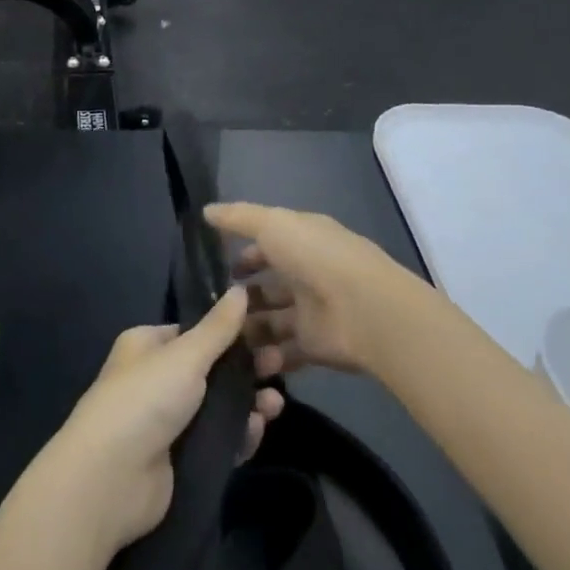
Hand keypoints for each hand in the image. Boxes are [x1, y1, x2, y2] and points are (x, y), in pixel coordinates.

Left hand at [36, 287, 283, 555]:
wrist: (112, 477)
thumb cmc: (145, 399)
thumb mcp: (185, 355)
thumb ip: (218, 328)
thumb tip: (240, 288)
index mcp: (148, 346)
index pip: (194, 332)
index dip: (229, 332)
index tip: (266, 332)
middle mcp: (156, 379)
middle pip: (211, 369)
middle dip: (246, 368)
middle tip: (280, 366)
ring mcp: (168, 422)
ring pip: (219, 406)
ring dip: (249, 402)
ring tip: (275, 404)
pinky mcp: (181, 460)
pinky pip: (219, 441)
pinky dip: (240, 435)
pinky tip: (259, 429)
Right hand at [206, 202, 411, 374]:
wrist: (364, 310)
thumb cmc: (315, 257)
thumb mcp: (272, 224)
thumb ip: (238, 218)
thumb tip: (206, 210)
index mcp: (302, 241)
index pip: (268, 246)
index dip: (244, 256)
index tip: (218, 268)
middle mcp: (308, 274)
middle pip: (268, 286)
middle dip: (242, 297)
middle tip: (212, 309)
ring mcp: (312, 312)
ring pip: (272, 320)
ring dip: (248, 328)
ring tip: (220, 337)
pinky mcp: (315, 346)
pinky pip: (284, 352)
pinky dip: (265, 356)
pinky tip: (240, 359)